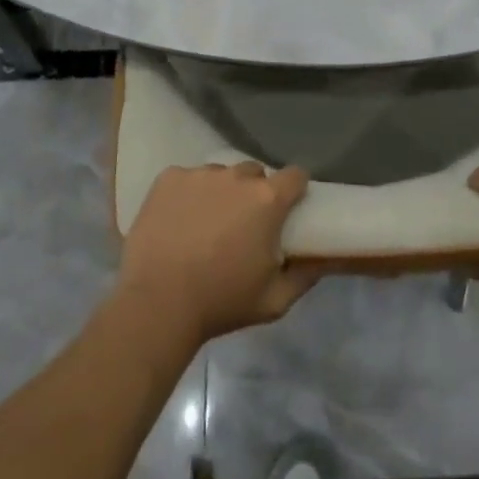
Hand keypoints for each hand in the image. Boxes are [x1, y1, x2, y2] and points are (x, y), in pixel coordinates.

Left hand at [116, 162, 317, 349]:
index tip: (287, 207)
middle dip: (254, 193)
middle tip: (242, 225)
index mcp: (267, 200)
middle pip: (254, 173)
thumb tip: (321, 259)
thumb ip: (304, 276)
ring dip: (220, 193)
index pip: (295, 175)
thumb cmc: (221, 302)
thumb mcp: (274, 301)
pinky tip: (178, 222)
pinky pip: (187, 179)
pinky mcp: (169, 178)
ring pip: (220, 175)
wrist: (157, 304)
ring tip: (206, 226)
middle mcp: (236, 177)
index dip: (294, 189)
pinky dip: (188, 195)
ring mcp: (200, 174)